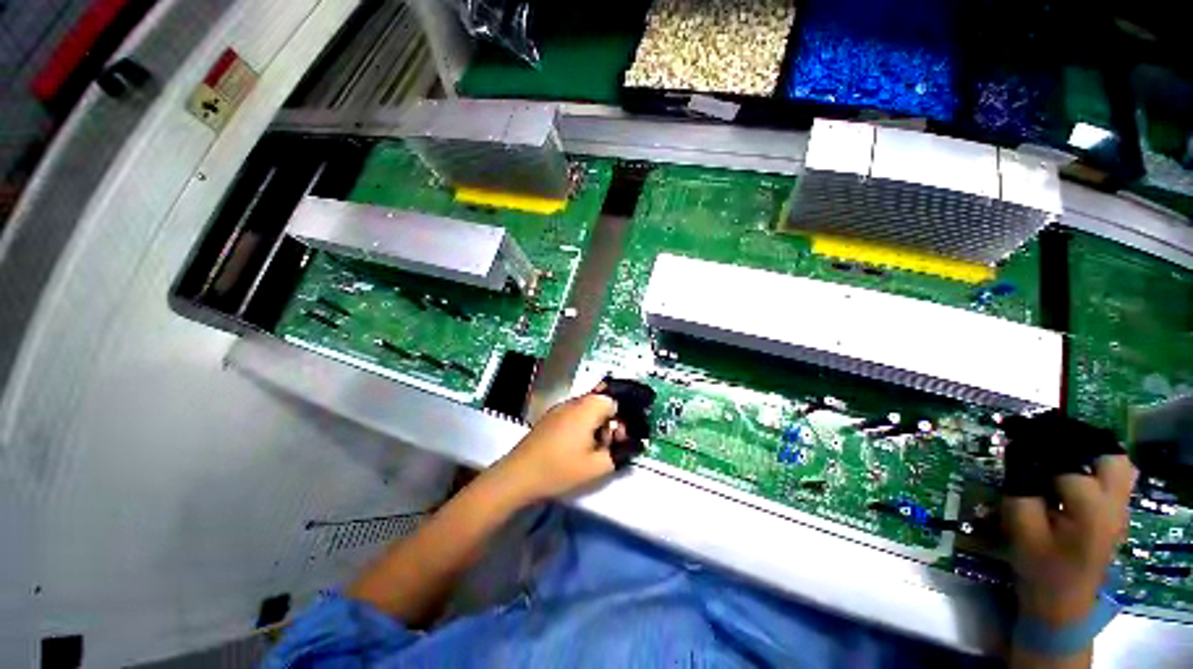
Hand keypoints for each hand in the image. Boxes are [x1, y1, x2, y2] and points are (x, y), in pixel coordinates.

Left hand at [487, 392, 622, 504]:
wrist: (519, 474)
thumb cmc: (560, 468)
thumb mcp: (596, 467)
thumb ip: (619, 454)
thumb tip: (633, 444)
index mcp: (588, 407)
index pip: (615, 400)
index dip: (622, 418)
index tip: (620, 438)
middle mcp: (575, 401)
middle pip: (601, 402)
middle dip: (610, 422)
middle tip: (608, 445)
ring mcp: (560, 408)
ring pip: (588, 409)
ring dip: (596, 424)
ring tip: (592, 448)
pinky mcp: (551, 417)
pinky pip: (574, 414)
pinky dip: (582, 426)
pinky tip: (576, 447)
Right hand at [1003, 455, 1136, 624]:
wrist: (1063, 604)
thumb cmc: (1038, 567)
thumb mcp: (1019, 528)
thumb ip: (1019, 488)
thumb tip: (1016, 452)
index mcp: (1091, 510)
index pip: (1066, 465)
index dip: (1039, 453)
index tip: (1014, 446)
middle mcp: (1114, 505)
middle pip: (1109, 456)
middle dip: (1077, 445)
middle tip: (1045, 448)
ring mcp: (1121, 511)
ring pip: (1117, 465)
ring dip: (1089, 455)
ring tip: (1058, 459)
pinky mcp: (1117, 515)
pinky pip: (1115, 480)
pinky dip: (1095, 469)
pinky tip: (1071, 477)